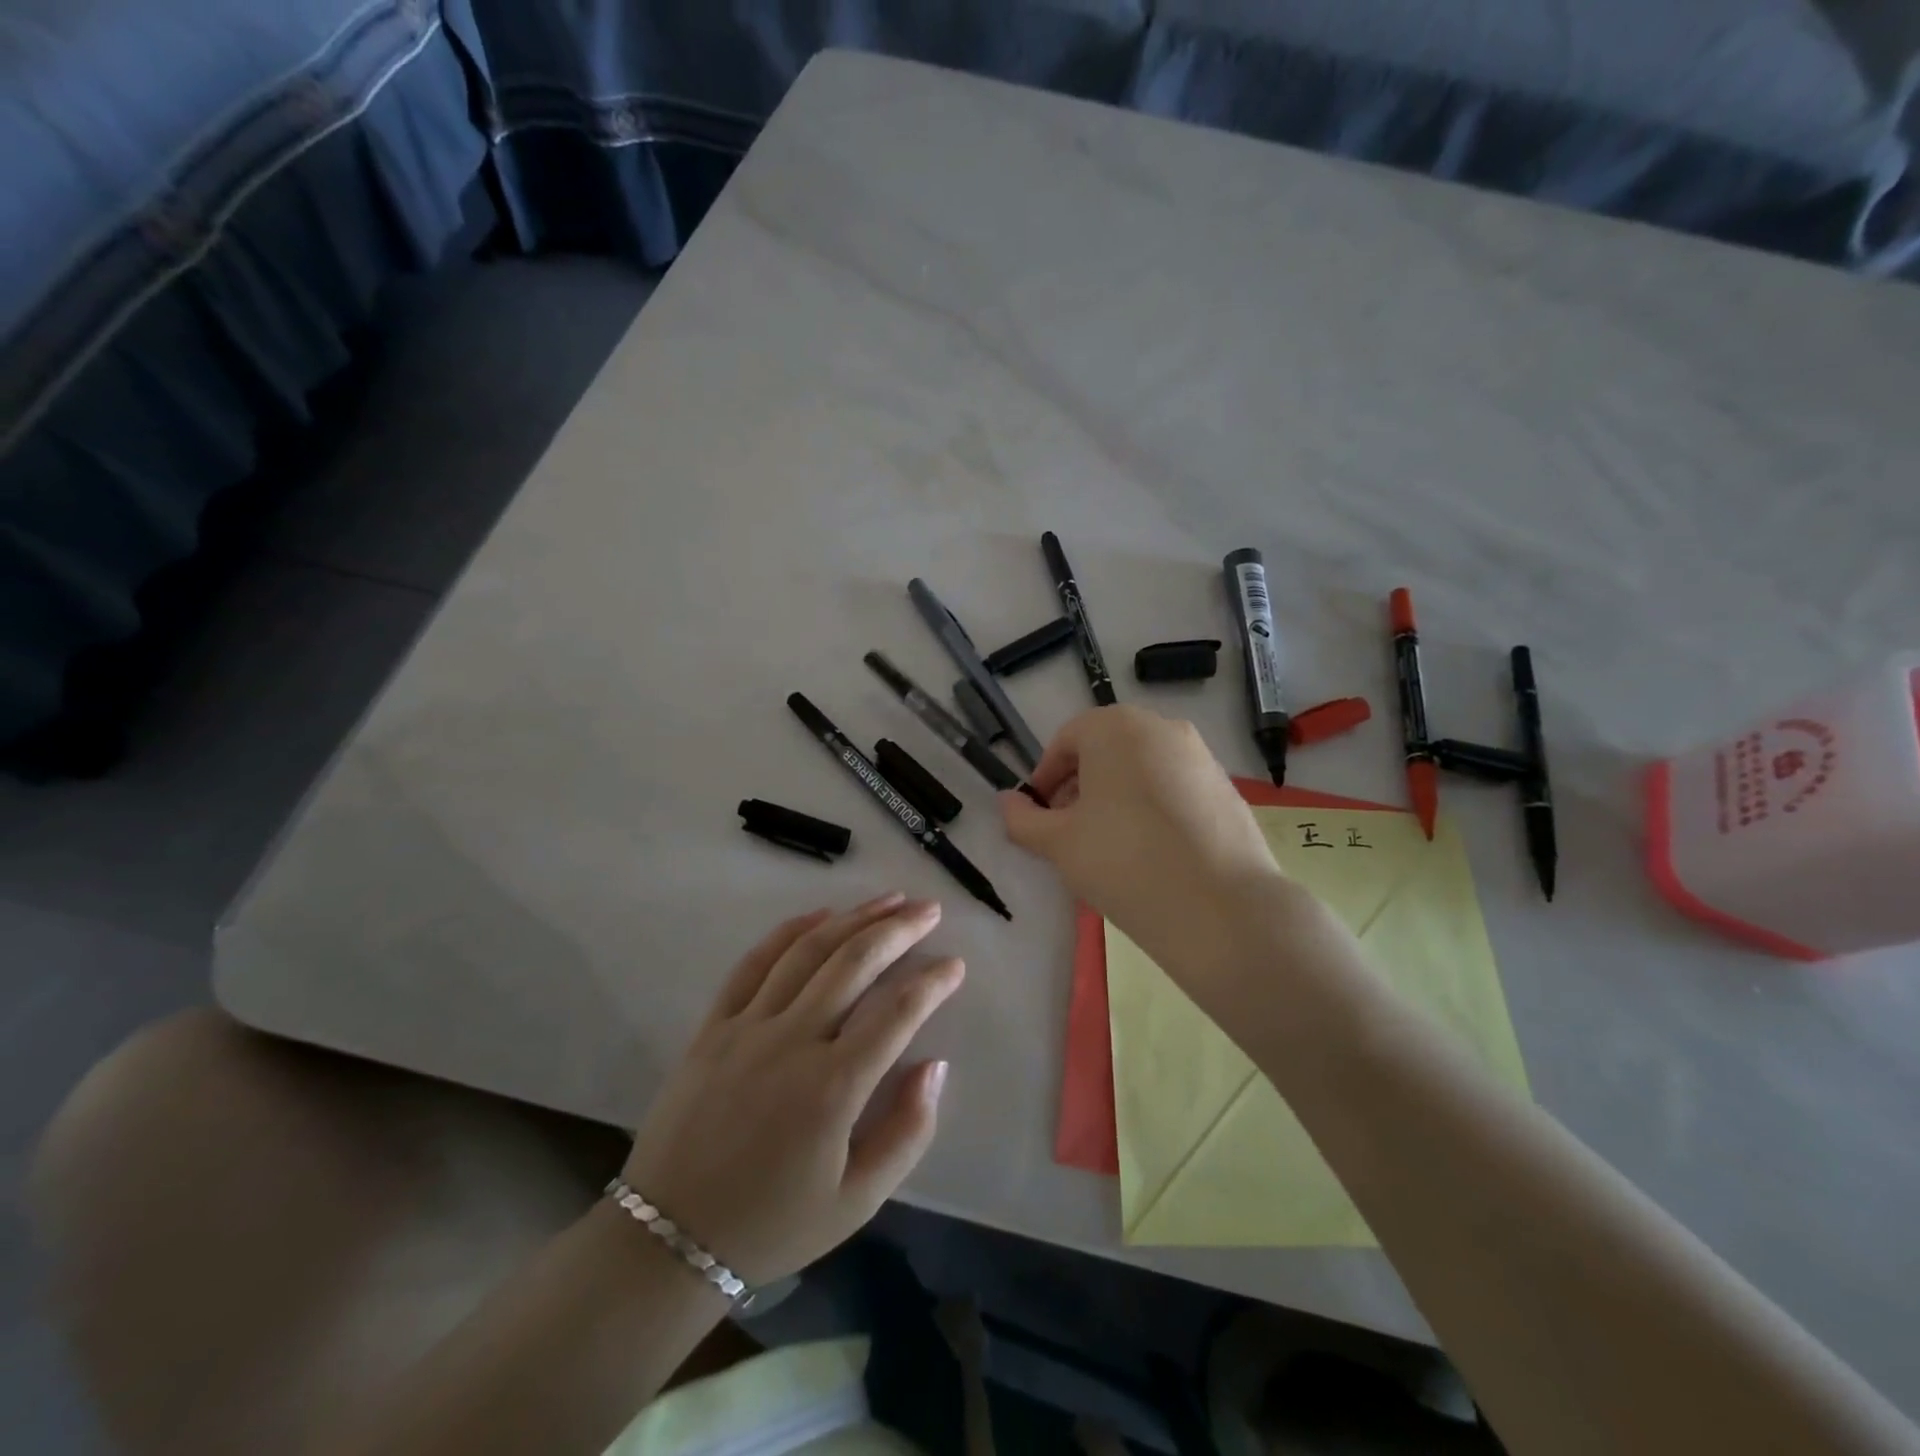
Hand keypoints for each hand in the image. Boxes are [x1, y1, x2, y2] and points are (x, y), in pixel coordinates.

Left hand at [621, 894, 962, 1285]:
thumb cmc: (773, 1223)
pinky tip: (820, 916)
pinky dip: (790, 933)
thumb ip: (907, 1132)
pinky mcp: (714, 1025)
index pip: (898, 1012)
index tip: (955, 964)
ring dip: (853, 919)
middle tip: (929, 909)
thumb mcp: (857, 1202)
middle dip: (899, 929)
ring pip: (809, 952)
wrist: (669, 1239)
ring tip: (888, 899)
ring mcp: (748, 1026)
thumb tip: (935, 1065)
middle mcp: (793, 1041)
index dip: (933, 982)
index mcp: (833, 1087)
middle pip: (855, 963)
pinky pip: (754, 964)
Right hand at [1001, 706, 1286, 981]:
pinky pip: (1175, 786)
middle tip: (1069, 831)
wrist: (1221, 906)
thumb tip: (1008, 802)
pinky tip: (1152, 851)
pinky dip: (1153, 806)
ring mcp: (1200, 755)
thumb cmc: (1124, 861)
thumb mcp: (1059, 843)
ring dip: (1116, 795)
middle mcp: (1161, 727)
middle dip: (1080, 785)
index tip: (1040, 816)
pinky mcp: (1226, 787)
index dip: (1045, 778)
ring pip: (1142, 767)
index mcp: (1115, 728)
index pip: (1066, 740)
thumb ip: (1023, 819)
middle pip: (1106, 749)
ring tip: (1110, 845)